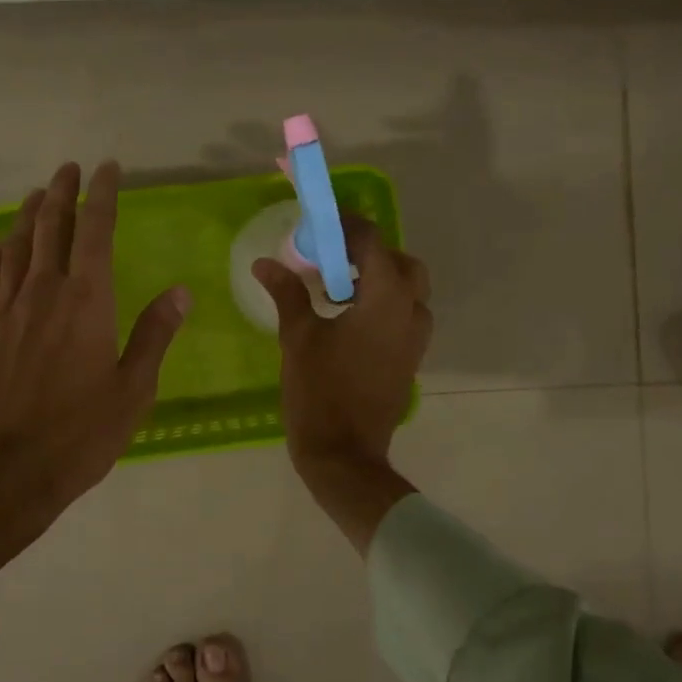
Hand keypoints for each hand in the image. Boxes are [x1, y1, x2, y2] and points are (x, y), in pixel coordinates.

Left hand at [0, 161, 188, 575]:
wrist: (1, 472)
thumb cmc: (78, 435)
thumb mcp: (133, 390)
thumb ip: (154, 335)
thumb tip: (180, 291)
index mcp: (86, 302)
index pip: (95, 232)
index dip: (102, 196)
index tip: (106, 169)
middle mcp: (43, 293)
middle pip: (50, 228)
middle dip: (62, 193)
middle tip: (69, 168)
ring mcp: (6, 311)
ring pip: (16, 247)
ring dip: (28, 215)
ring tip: (38, 194)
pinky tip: (1, 247)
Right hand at [253, 215, 430, 553]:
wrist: (345, 453)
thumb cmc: (319, 392)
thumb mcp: (298, 337)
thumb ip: (287, 293)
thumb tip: (265, 263)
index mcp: (385, 300)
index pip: (373, 243)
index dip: (347, 228)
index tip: (320, 228)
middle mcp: (410, 312)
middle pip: (402, 263)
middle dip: (371, 254)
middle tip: (333, 260)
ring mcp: (416, 339)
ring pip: (410, 291)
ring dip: (381, 279)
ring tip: (339, 289)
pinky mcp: (411, 359)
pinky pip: (406, 315)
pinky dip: (385, 304)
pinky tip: (349, 319)